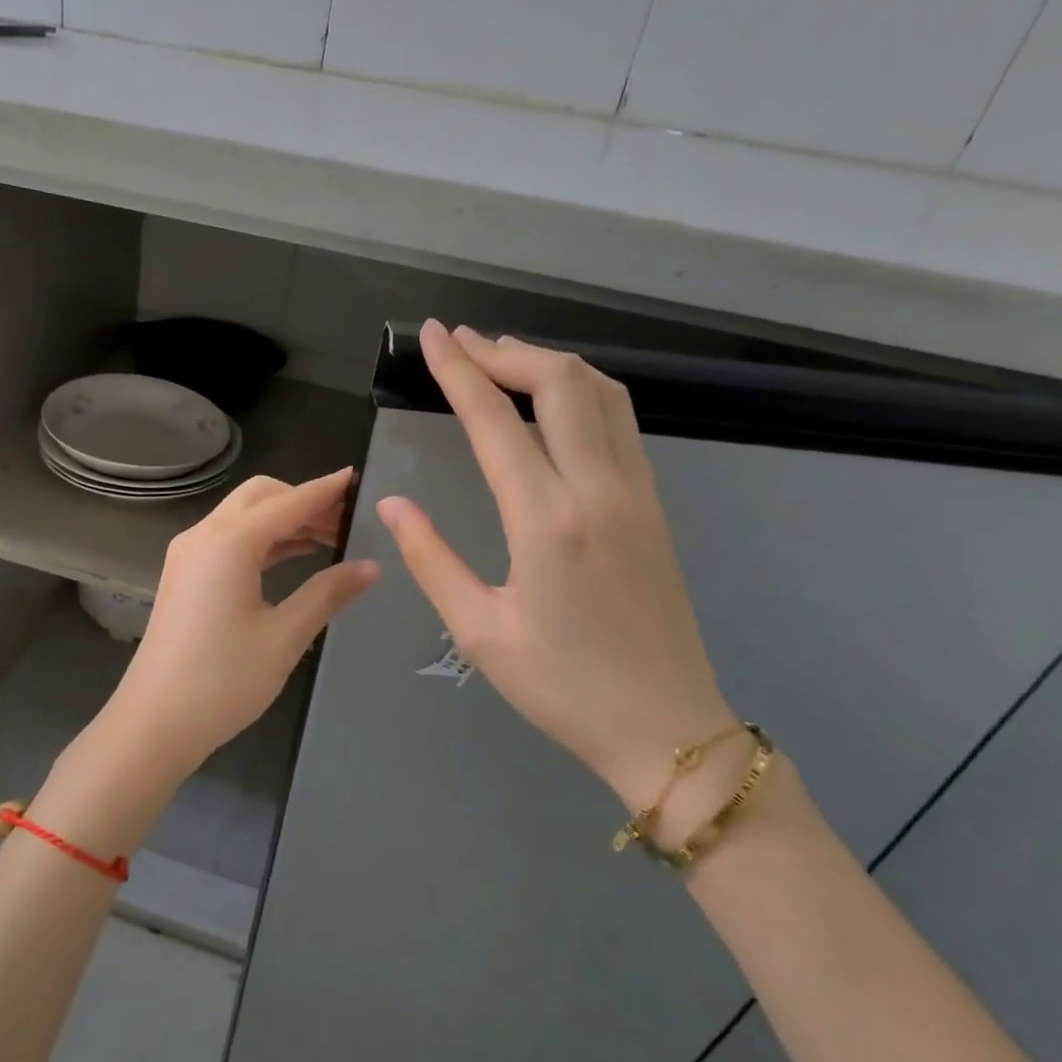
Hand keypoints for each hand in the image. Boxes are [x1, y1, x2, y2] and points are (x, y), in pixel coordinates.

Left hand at [83, 469, 380, 788]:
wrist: (155, 722)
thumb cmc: (223, 680)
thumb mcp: (285, 636)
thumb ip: (328, 593)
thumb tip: (370, 567)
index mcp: (228, 542)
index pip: (287, 502)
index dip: (325, 490)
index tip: (358, 478)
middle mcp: (203, 536)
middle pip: (260, 497)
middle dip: (303, 500)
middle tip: (346, 520)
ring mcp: (188, 555)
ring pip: (243, 517)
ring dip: (283, 520)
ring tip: (330, 538)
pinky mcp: (184, 576)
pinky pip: (229, 540)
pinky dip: (263, 540)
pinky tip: (293, 556)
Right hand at [376, 321, 733, 808]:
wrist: (666, 726)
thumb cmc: (562, 687)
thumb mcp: (479, 631)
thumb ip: (431, 559)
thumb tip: (395, 503)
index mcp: (547, 521)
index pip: (496, 421)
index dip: (459, 371)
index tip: (432, 335)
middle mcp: (598, 490)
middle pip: (560, 383)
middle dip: (506, 350)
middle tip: (461, 341)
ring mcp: (637, 492)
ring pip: (601, 393)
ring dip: (548, 362)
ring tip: (502, 356)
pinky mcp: (654, 504)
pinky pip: (620, 421)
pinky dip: (581, 390)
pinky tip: (553, 401)